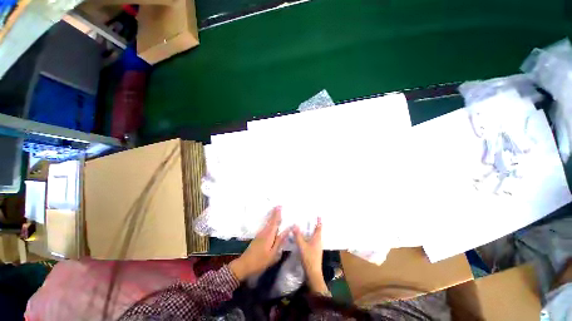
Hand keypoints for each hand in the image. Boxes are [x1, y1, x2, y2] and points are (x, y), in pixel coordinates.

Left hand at [229, 206, 288, 281]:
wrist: (244, 265)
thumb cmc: (260, 261)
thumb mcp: (273, 253)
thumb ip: (280, 241)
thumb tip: (287, 230)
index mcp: (269, 235)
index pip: (275, 222)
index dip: (278, 214)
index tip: (280, 205)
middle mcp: (264, 232)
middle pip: (271, 220)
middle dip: (275, 213)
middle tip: (278, 205)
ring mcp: (260, 235)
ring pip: (268, 223)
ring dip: (272, 216)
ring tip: (276, 211)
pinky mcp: (258, 238)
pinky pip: (266, 226)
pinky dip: (269, 222)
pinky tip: (271, 223)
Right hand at [293, 218, 327, 294]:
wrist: (313, 273)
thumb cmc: (309, 258)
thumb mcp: (302, 246)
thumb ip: (298, 236)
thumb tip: (295, 225)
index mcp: (317, 239)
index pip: (319, 228)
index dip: (319, 221)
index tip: (319, 216)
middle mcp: (319, 242)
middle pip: (318, 231)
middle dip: (316, 225)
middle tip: (312, 219)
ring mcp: (317, 247)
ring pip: (316, 237)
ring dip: (313, 231)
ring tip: (308, 227)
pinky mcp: (315, 252)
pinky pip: (313, 241)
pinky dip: (310, 237)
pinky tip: (306, 238)